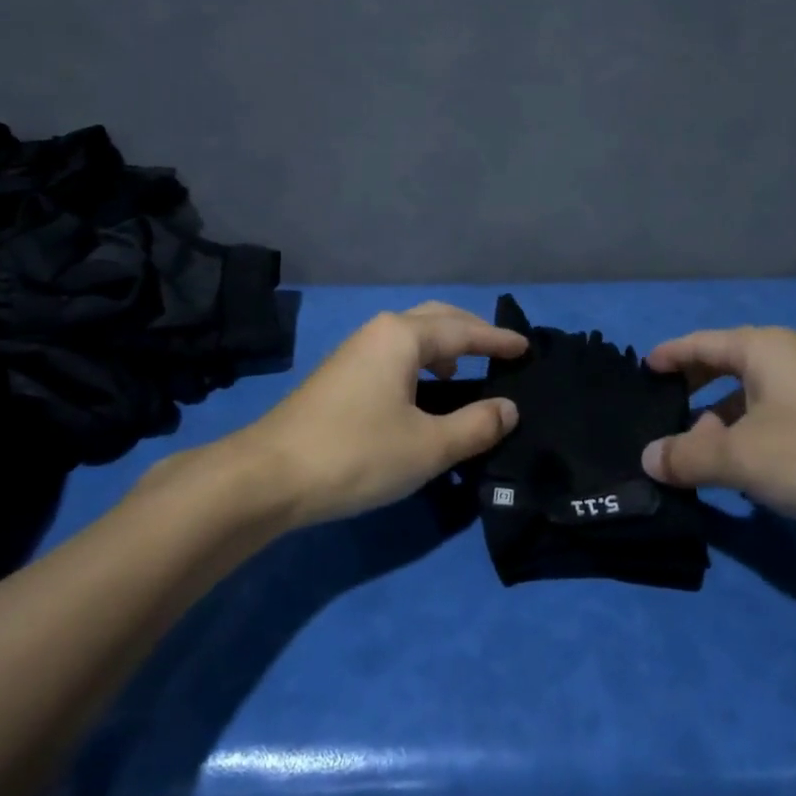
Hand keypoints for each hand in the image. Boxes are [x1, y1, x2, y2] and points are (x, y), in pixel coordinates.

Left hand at [236, 302, 527, 527]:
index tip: (526, 347)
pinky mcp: (340, 376)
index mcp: (402, 336)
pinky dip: (419, 364)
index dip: (497, 339)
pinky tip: (422, 396)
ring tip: (464, 375)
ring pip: (410, 337)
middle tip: (500, 352)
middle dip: (470, 332)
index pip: (463, 330)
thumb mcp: (428, 446)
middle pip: (435, 320)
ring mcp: (354, 352)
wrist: (269, 476)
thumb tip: (509, 408)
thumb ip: (475, 425)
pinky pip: (393, 356)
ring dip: (442, 348)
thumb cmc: (356, 453)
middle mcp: (378, 333)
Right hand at [640, 327, 795, 535]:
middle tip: (654, 420)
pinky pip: (773, 435)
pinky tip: (735, 483)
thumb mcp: (741, 455)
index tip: (639, 374)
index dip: (668, 356)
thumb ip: (687, 455)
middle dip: (690, 394)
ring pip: (749, 407)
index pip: (700, 343)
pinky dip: (748, 451)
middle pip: (724, 371)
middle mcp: (788, 366)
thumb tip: (648, 458)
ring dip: (718, 429)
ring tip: (687, 460)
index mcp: (764, 350)